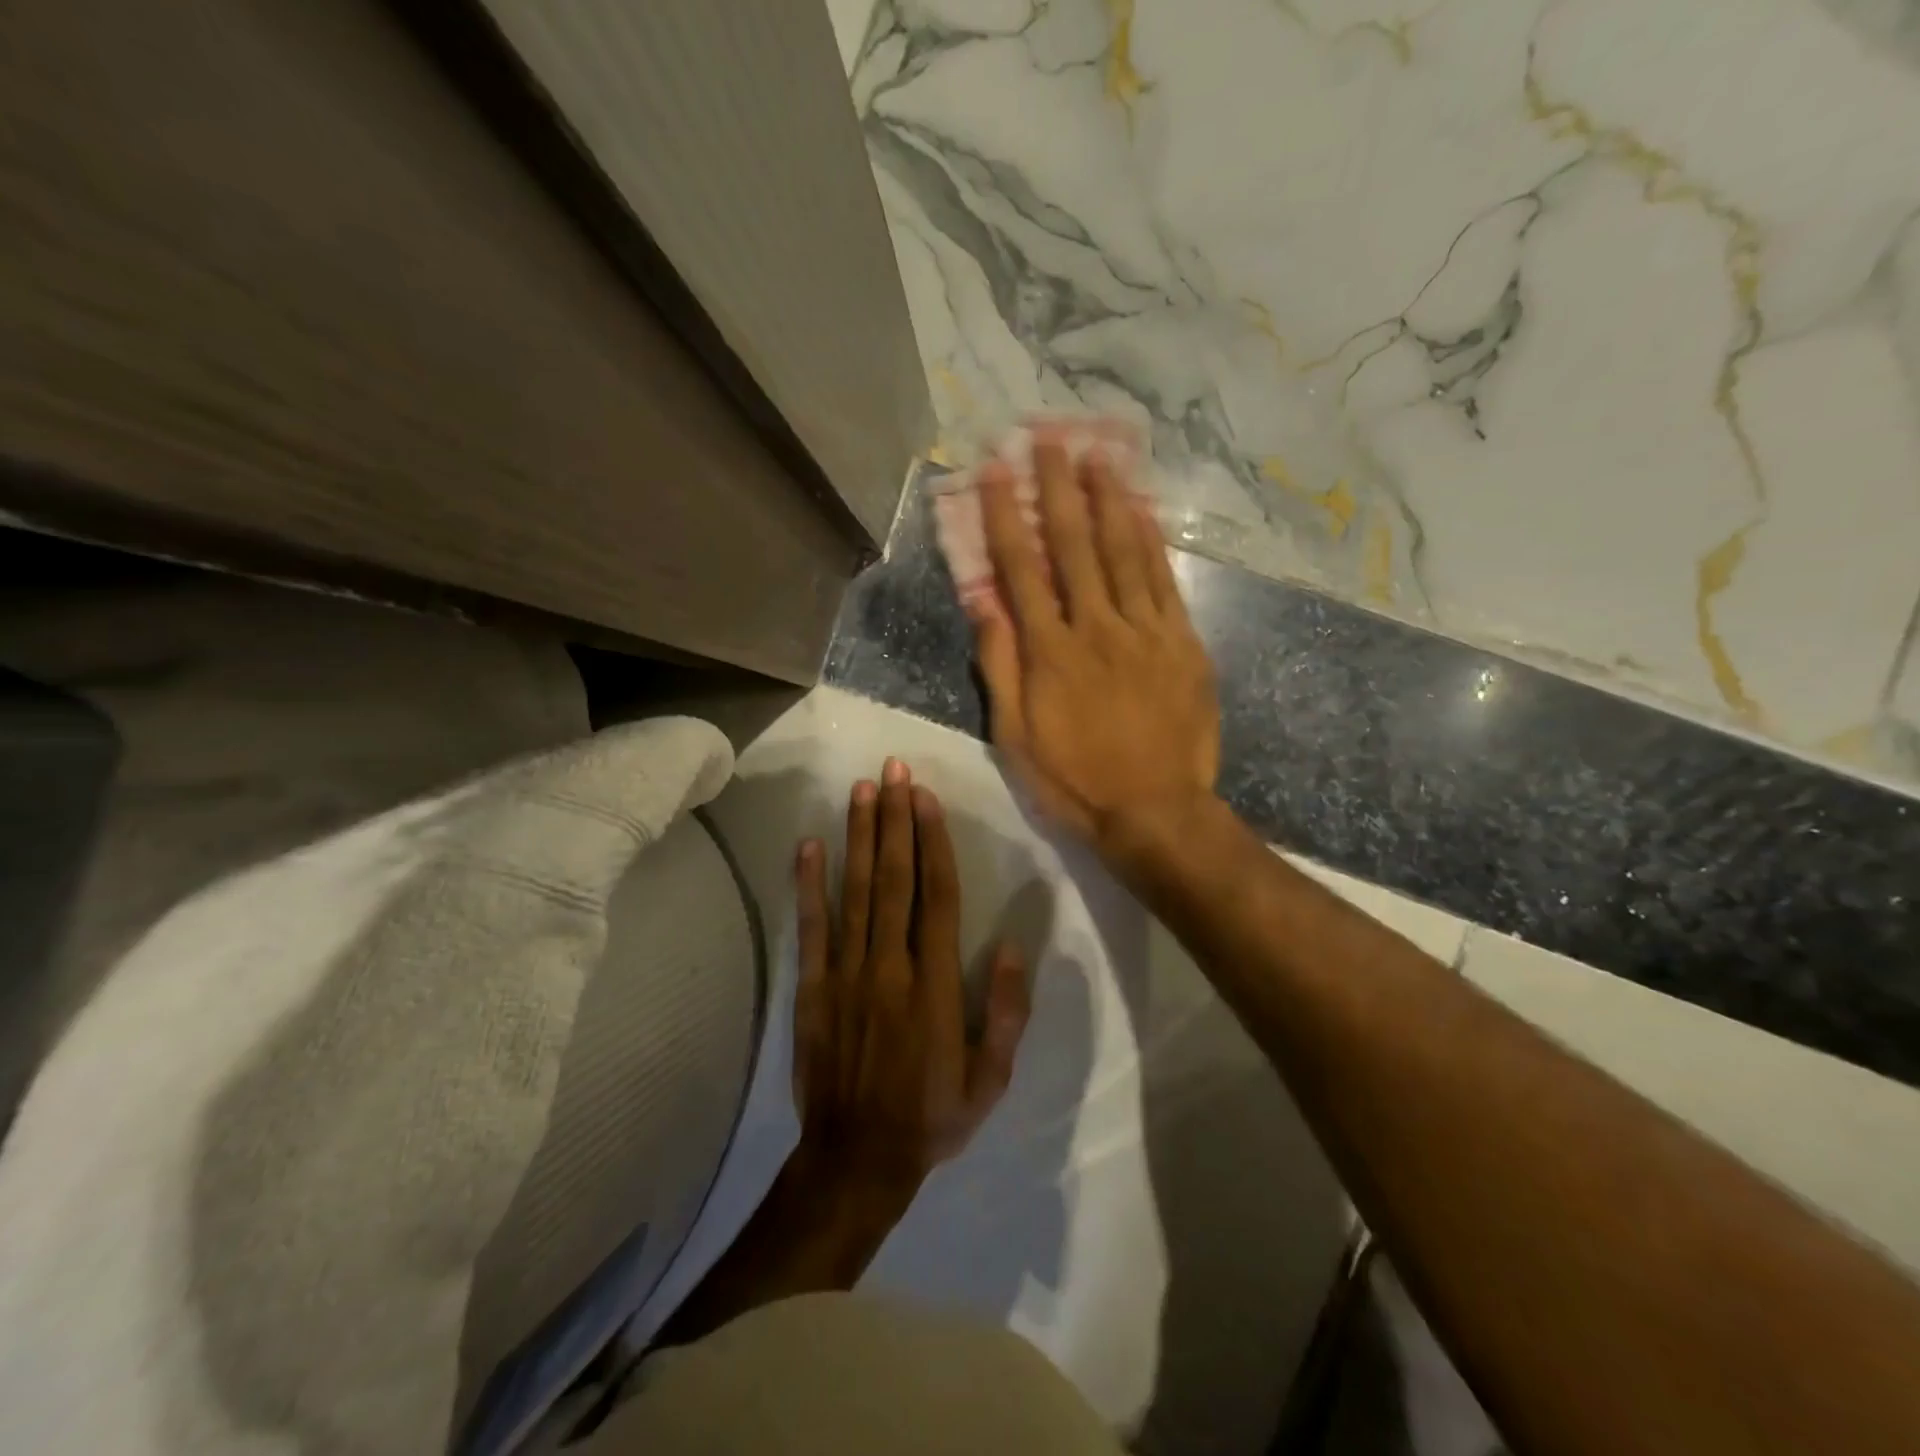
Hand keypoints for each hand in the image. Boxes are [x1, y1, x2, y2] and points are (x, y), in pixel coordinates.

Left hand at [792, 759, 1031, 1205]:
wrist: (856, 1160)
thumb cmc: (932, 1116)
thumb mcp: (990, 1079)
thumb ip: (1006, 1013)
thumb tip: (1010, 947)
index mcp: (935, 984)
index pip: (938, 896)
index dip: (933, 842)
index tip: (927, 798)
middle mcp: (890, 966)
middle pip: (894, 879)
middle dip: (895, 820)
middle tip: (893, 770)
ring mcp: (847, 974)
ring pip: (856, 892)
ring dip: (859, 837)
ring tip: (861, 790)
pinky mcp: (812, 988)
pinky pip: (811, 928)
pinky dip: (809, 885)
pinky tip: (809, 845)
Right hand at [970, 441, 1220, 856]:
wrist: (1156, 811)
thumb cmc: (1075, 779)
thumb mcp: (1016, 736)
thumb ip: (1000, 665)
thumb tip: (983, 602)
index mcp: (1050, 651)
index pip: (1021, 568)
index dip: (1005, 515)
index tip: (995, 470)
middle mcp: (1096, 627)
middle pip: (1074, 544)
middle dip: (1057, 488)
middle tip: (1048, 438)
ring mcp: (1145, 631)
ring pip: (1124, 551)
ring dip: (1108, 498)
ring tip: (1097, 454)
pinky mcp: (1182, 643)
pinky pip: (1165, 581)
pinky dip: (1152, 541)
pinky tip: (1142, 509)